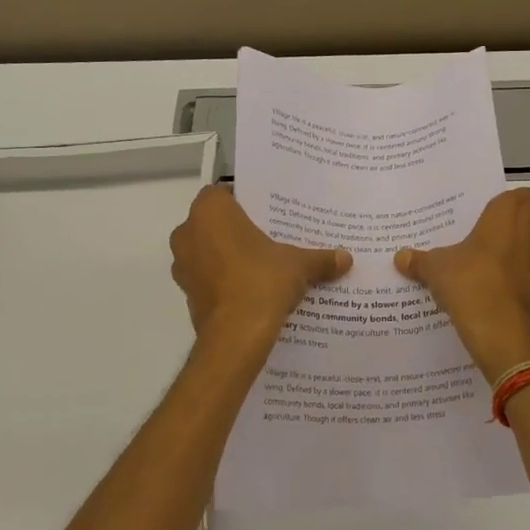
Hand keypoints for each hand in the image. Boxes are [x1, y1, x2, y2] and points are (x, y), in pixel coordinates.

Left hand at [170, 186, 352, 341]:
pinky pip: (207, 278)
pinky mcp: (186, 294)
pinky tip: (250, 289)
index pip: (224, 193)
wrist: (236, 336)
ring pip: (208, 251)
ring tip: (262, 265)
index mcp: (210, 211)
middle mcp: (188, 232)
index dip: (246, 201)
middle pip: (215, 223)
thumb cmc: (262, 281)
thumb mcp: (299, 265)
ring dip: (228, 256)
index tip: (268, 212)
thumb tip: (346, 258)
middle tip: (269, 237)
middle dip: (238, 230)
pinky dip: (224, 280)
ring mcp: (183, 265)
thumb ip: (320, 258)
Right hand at [395, 187, 529, 381]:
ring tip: (495, 275)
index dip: (511, 204)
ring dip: (523, 258)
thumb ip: (419, 260)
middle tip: (486, 247)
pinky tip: (506, 299)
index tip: (494, 217)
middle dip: (514, 232)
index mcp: (508, 214)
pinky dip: (528, 285)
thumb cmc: (469, 282)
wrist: (501, 330)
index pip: (523, 195)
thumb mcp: (436, 269)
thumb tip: (400, 257)